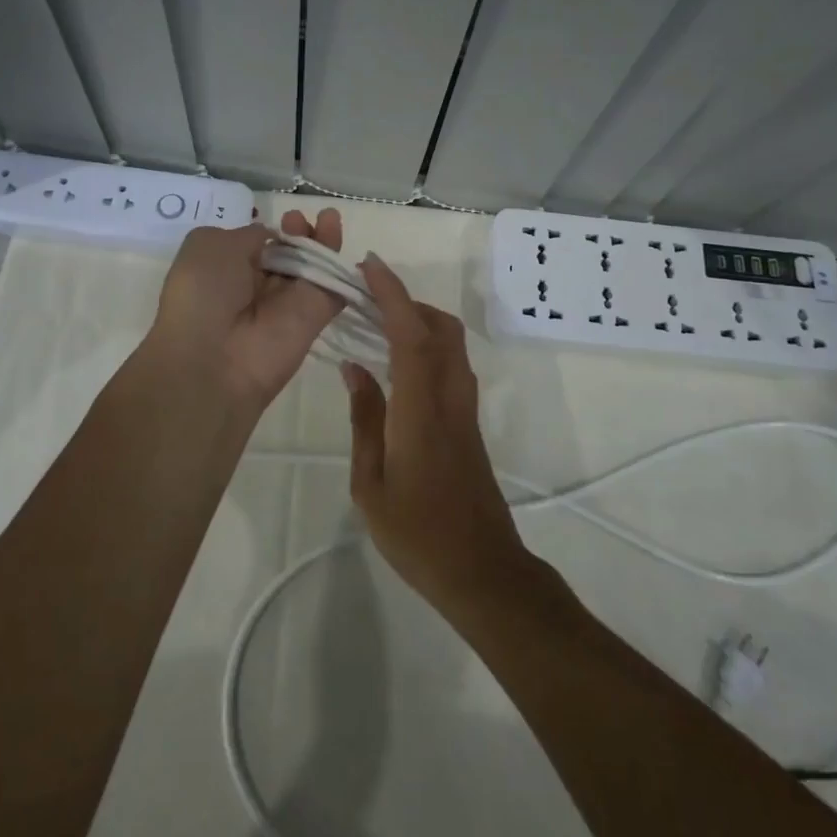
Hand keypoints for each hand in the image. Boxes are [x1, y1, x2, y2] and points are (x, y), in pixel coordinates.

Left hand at [147, 208, 344, 410]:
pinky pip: (333, 286)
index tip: (280, 217)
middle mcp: (257, 286)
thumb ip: (247, 234)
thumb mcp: (208, 244)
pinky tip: (339, 234)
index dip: (272, 230)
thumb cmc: (202, 294)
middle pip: (288, 253)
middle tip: (299, 218)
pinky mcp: (315, 316)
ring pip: (312, 266)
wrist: (215, 359)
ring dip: (320, 240)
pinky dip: (341, 263)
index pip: (257, 245)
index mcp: (227, 270)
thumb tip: (271, 237)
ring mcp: (288, 302)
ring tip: (328, 216)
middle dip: (297, 232)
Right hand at [343, 255, 531, 617]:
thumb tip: (354, 367)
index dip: (391, 293)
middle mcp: (450, 397)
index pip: (411, 333)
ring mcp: (465, 409)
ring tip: (377, 325)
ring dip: (419, 321)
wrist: (481, 570)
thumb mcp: (371, 481)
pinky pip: (450, 366)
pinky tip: (396, 365)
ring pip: (450, 344)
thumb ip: (365, 418)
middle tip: (366, 298)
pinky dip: (426, 347)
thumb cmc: (417, 533)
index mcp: (421, 409)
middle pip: (440, 327)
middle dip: (406, 300)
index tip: (369, 266)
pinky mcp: (469, 423)